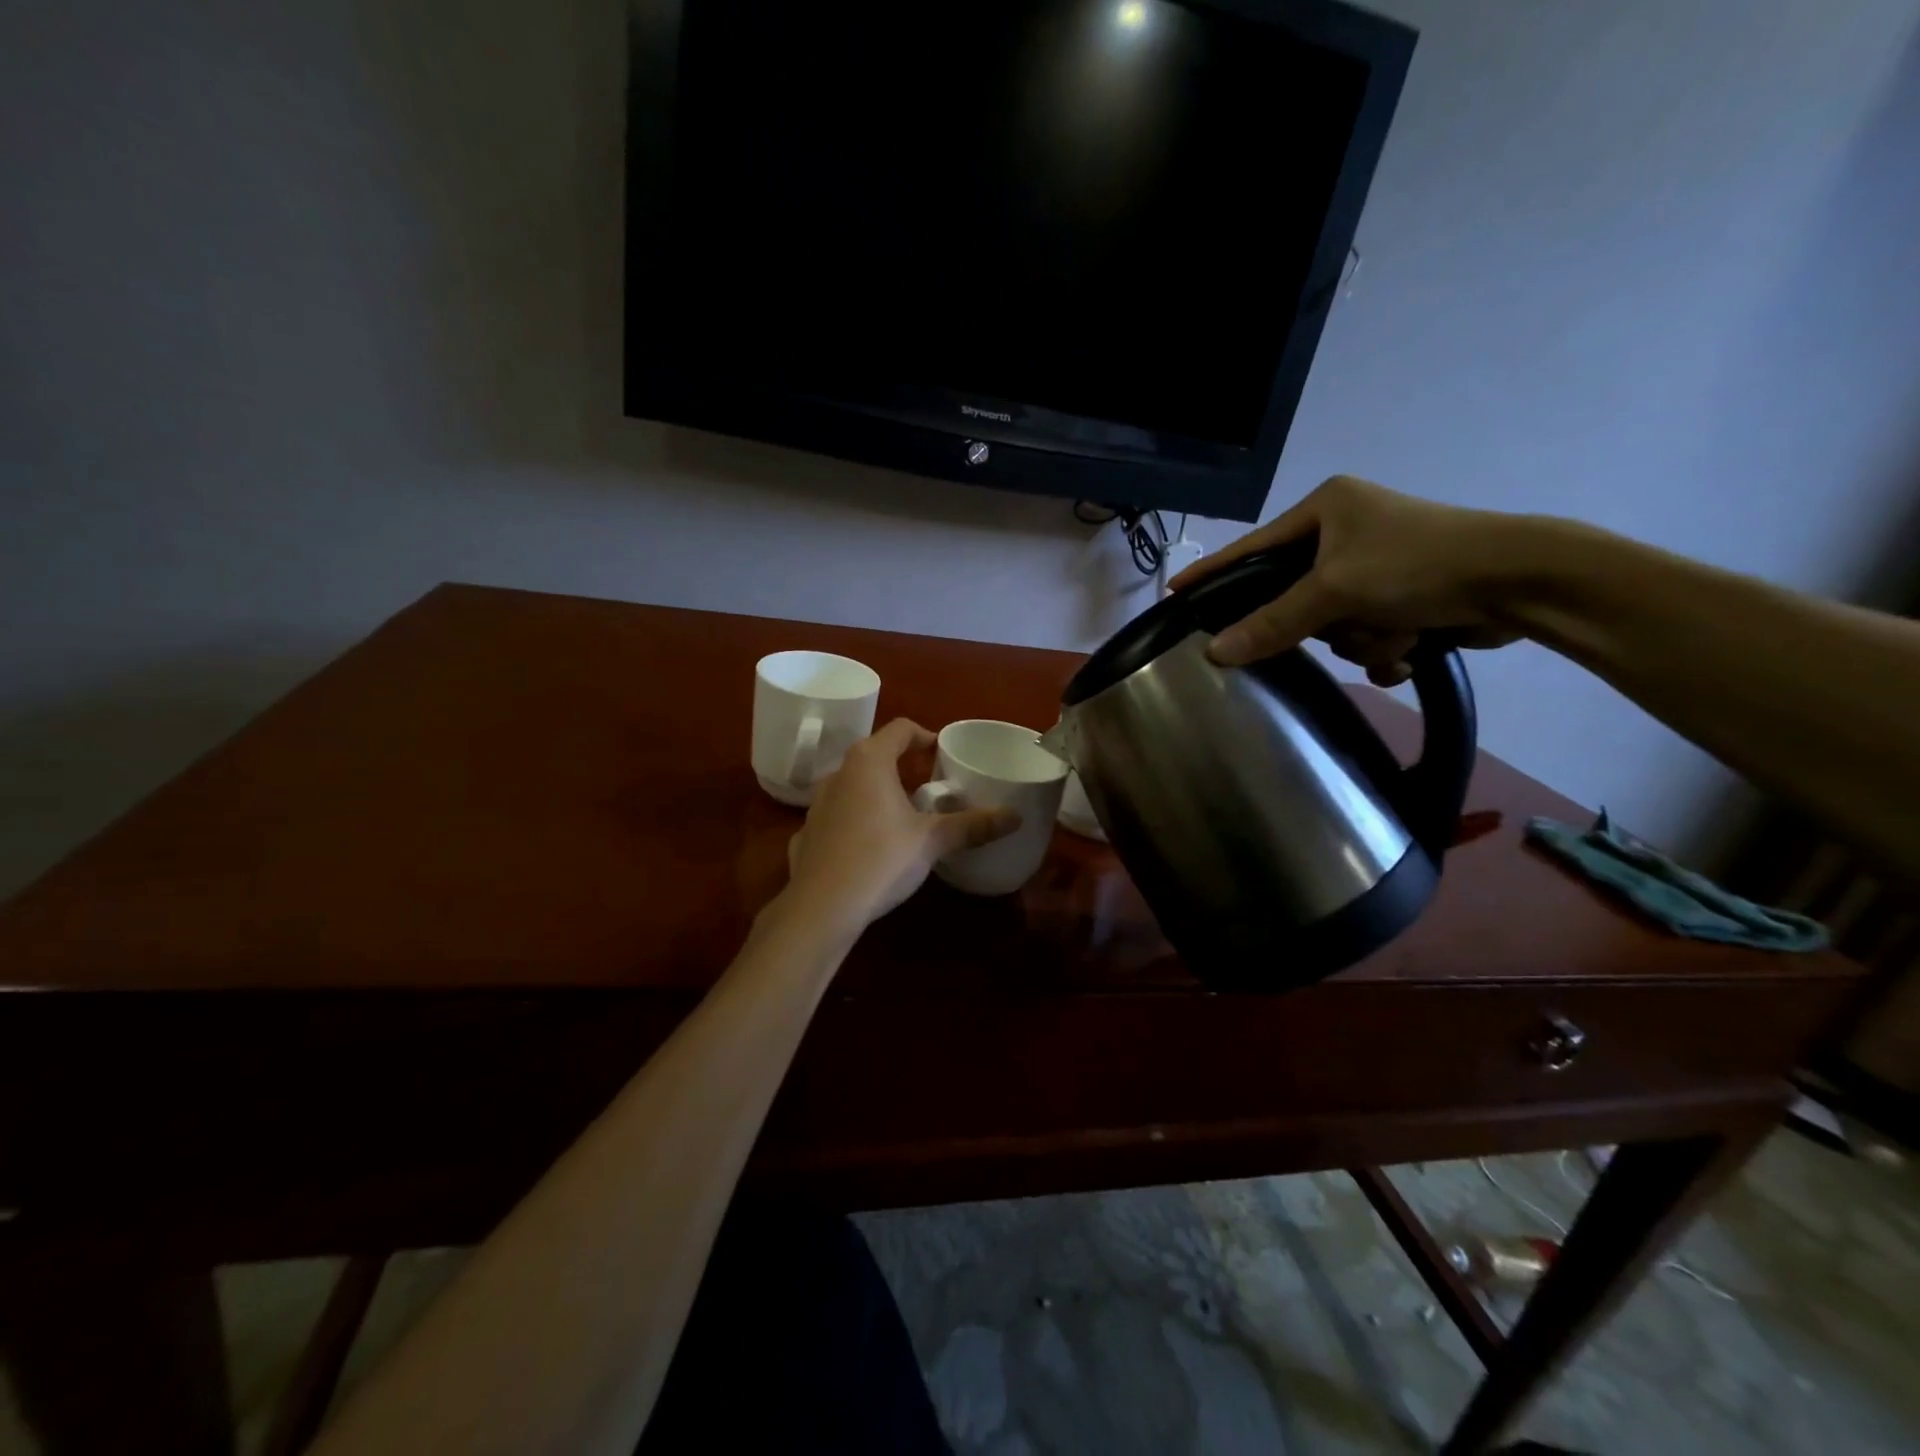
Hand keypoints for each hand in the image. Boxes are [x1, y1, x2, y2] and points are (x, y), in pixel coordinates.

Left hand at [785, 719, 1018, 930]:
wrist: (821, 907)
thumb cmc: (881, 859)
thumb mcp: (932, 841)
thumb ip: (973, 825)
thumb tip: (1016, 816)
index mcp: (869, 761)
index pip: (900, 729)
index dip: (925, 735)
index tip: (942, 752)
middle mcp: (839, 773)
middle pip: (875, 755)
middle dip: (902, 765)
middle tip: (929, 785)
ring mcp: (817, 803)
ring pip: (854, 785)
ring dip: (878, 791)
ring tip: (903, 815)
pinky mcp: (807, 832)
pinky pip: (838, 815)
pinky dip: (856, 819)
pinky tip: (870, 846)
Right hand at [1167, 475, 1523, 683]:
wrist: (1521, 582)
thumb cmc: (1418, 565)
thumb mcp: (1335, 591)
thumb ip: (1272, 623)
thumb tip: (1215, 653)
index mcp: (1326, 509)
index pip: (1252, 547)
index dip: (1214, 572)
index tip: (1176, 591)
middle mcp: (1347, 531)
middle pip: (1295, 596)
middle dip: (1326, 621)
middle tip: (1339, 622)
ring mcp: (1376, 565)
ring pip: (1333, 624)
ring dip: (1364, 637)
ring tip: (1399, 629)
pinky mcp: (1404, 594)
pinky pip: (1366, 632)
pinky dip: (1387, 645)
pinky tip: (1414, 644)